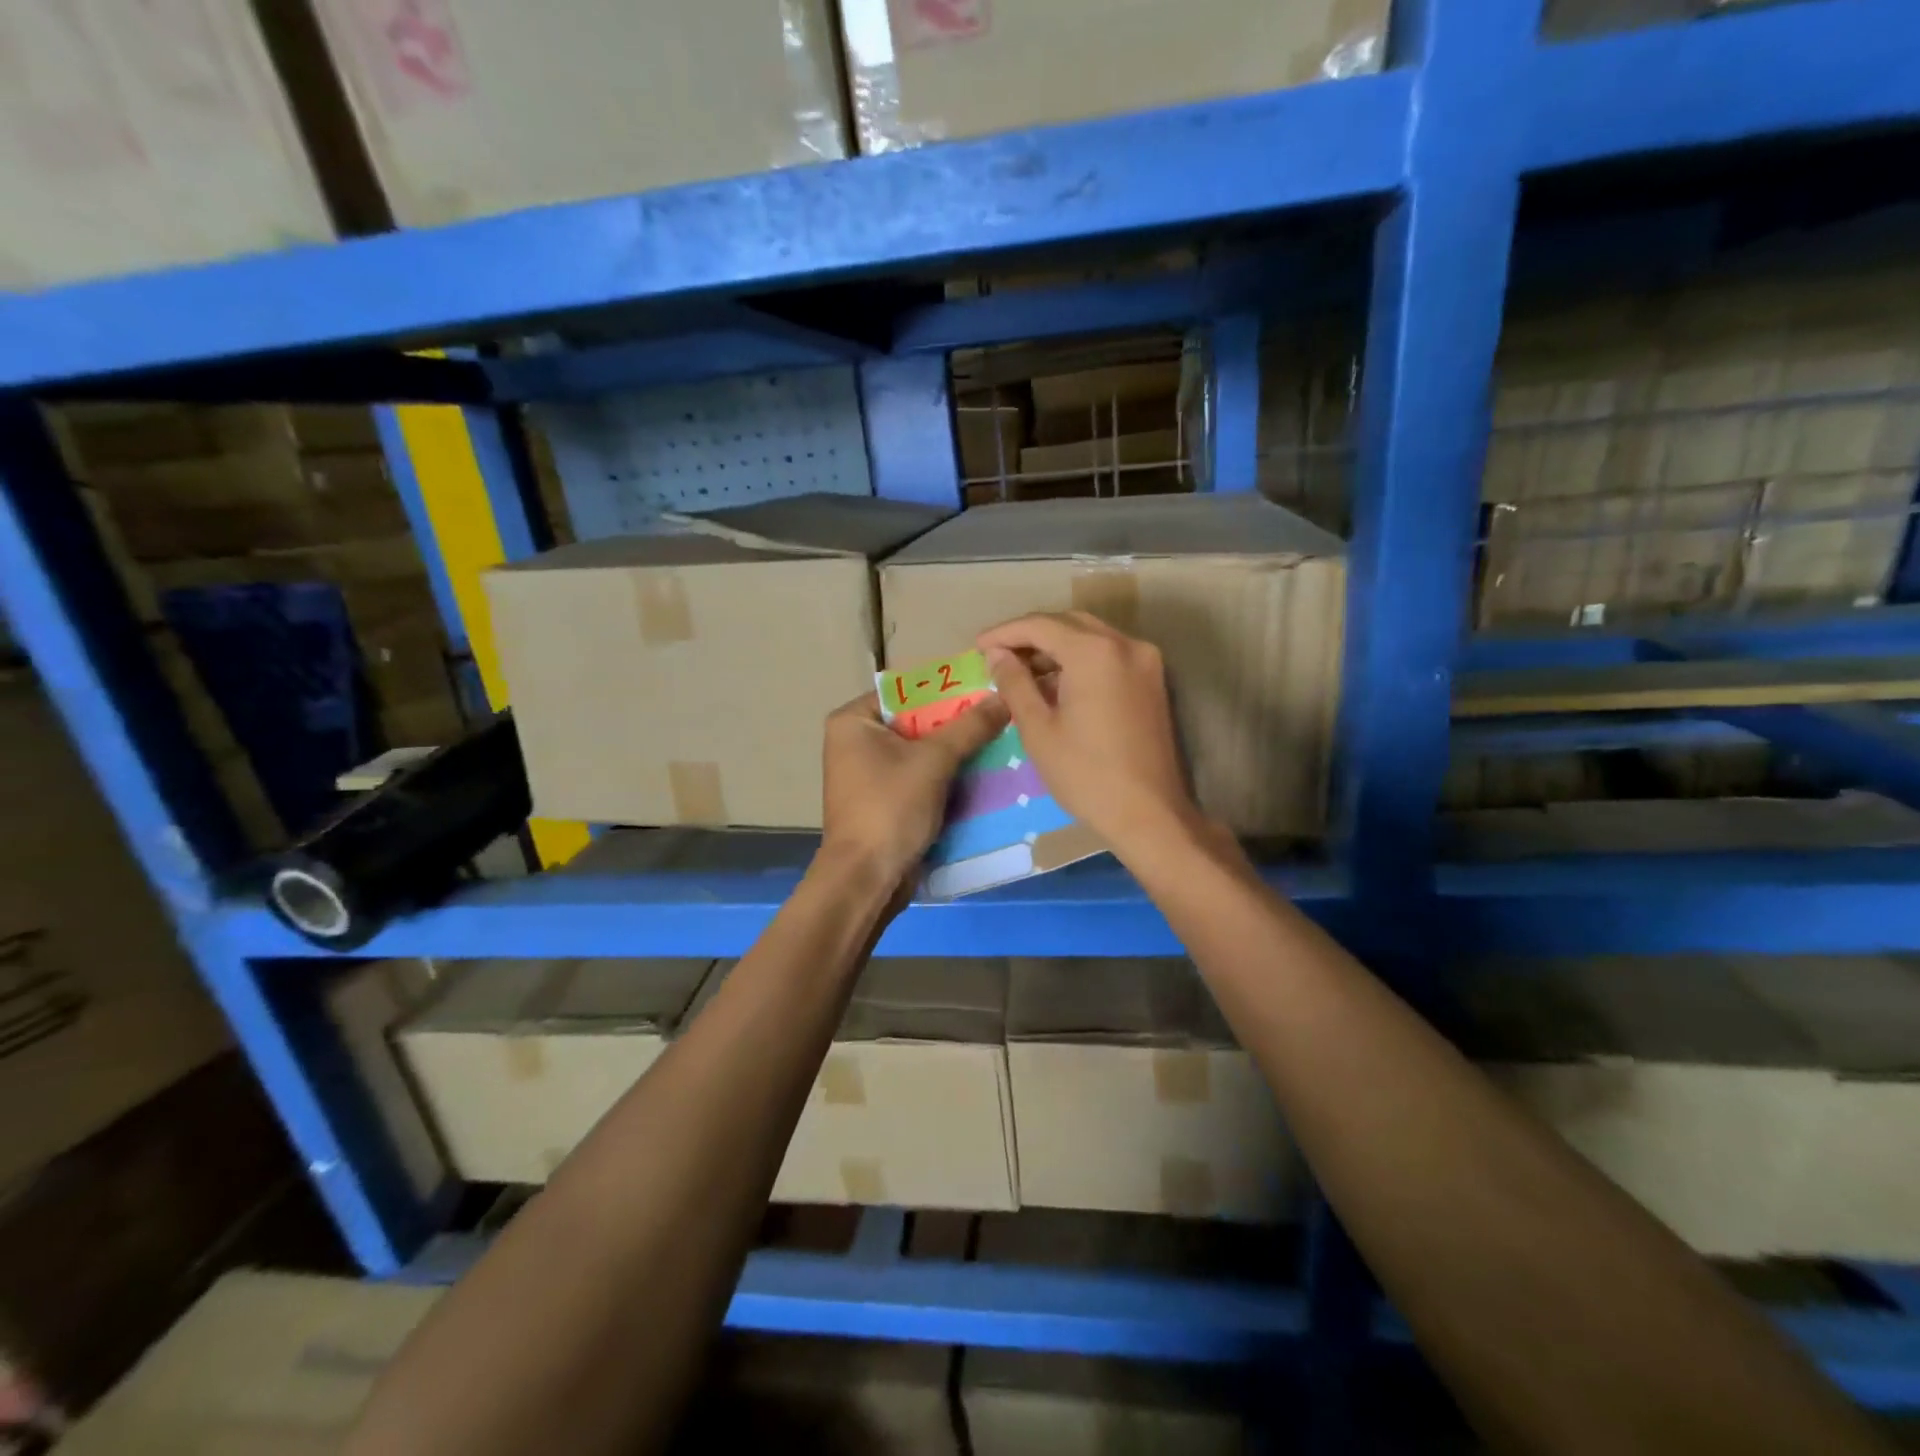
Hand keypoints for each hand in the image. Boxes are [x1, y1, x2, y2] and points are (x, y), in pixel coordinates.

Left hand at [818, 689, 1009, 888]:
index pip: (906, 691)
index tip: (986, 689)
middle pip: (916, 722)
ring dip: (956, 752)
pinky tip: (983, 773)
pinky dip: (946, 777)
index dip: (947, 690)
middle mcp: (855, 742)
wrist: (867, 879)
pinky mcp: (884, 801)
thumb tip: (1003, 696)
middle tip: (999, 716)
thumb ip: (970, 727)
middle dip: (956, 724)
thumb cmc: (891, 807)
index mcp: (853, 721)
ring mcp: (868, 774)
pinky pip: (920, 778)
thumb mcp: (935, 761)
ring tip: (999, 741)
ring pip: (921, 752)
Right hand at [978, 612, 1202, 862]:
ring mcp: (1144, 660)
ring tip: (1021, 670)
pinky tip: (1055, 682)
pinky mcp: (1152, 680)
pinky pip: (1108, 654)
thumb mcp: (1039, 729)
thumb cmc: (1085, 774)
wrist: (1149, 813)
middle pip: (1068, 623)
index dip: (1005, 633)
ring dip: (1055, 646)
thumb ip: (1015, 683)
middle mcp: (1125, 644)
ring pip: (1090, 637)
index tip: (978, 646)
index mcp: (1095, 652)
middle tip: (998, 656)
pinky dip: (1079, 659)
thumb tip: (997, 655)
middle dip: (1030, 635)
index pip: (1041, 625)